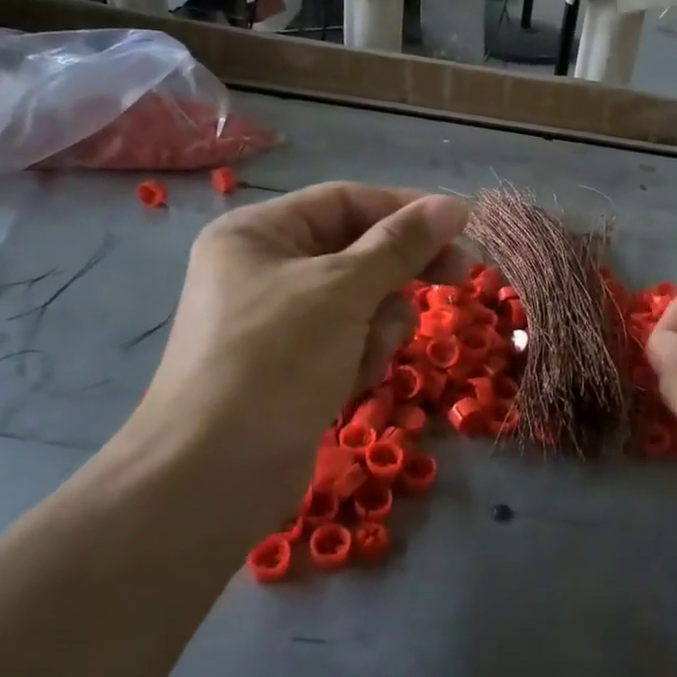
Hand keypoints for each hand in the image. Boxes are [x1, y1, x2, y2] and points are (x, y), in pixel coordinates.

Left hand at [125, 183, 467, 508]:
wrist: (214, 475)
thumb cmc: (275, 359)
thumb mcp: (343, 290)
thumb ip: (402, 244)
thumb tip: (454, 205)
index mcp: (257, 233)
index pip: (345, 201)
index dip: (405, 209)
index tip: (462, 226)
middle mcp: (265, 270)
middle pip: (356, 252)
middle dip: (400, 271)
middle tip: (458, 278)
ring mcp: (279, 323)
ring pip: (360, 302)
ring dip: (378, 324)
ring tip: (366, 353)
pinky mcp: (295, 367)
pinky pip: (347, 341)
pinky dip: (359, 356)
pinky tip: (348, 383)